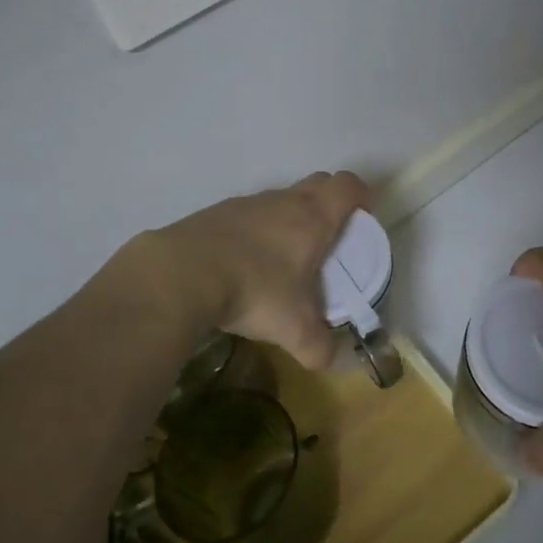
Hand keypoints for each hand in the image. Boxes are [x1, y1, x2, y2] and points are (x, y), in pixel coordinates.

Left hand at [127, 170, 370, 369]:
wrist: (180, 274)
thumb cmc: (254, 291)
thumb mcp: (294, 329)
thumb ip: (320, 347)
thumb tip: (330, 360)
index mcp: (313, 218)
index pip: (348, 185)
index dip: (361, 196)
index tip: (362, 221)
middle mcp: (283, 201)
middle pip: (318, 183)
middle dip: (330, 203)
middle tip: (328, 241)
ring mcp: (247, 203)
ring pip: (281, 199)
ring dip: (290, 218)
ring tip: (282, 260)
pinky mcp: (215, 213)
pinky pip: (247, 215)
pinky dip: (255, 232)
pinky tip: (242, 265)